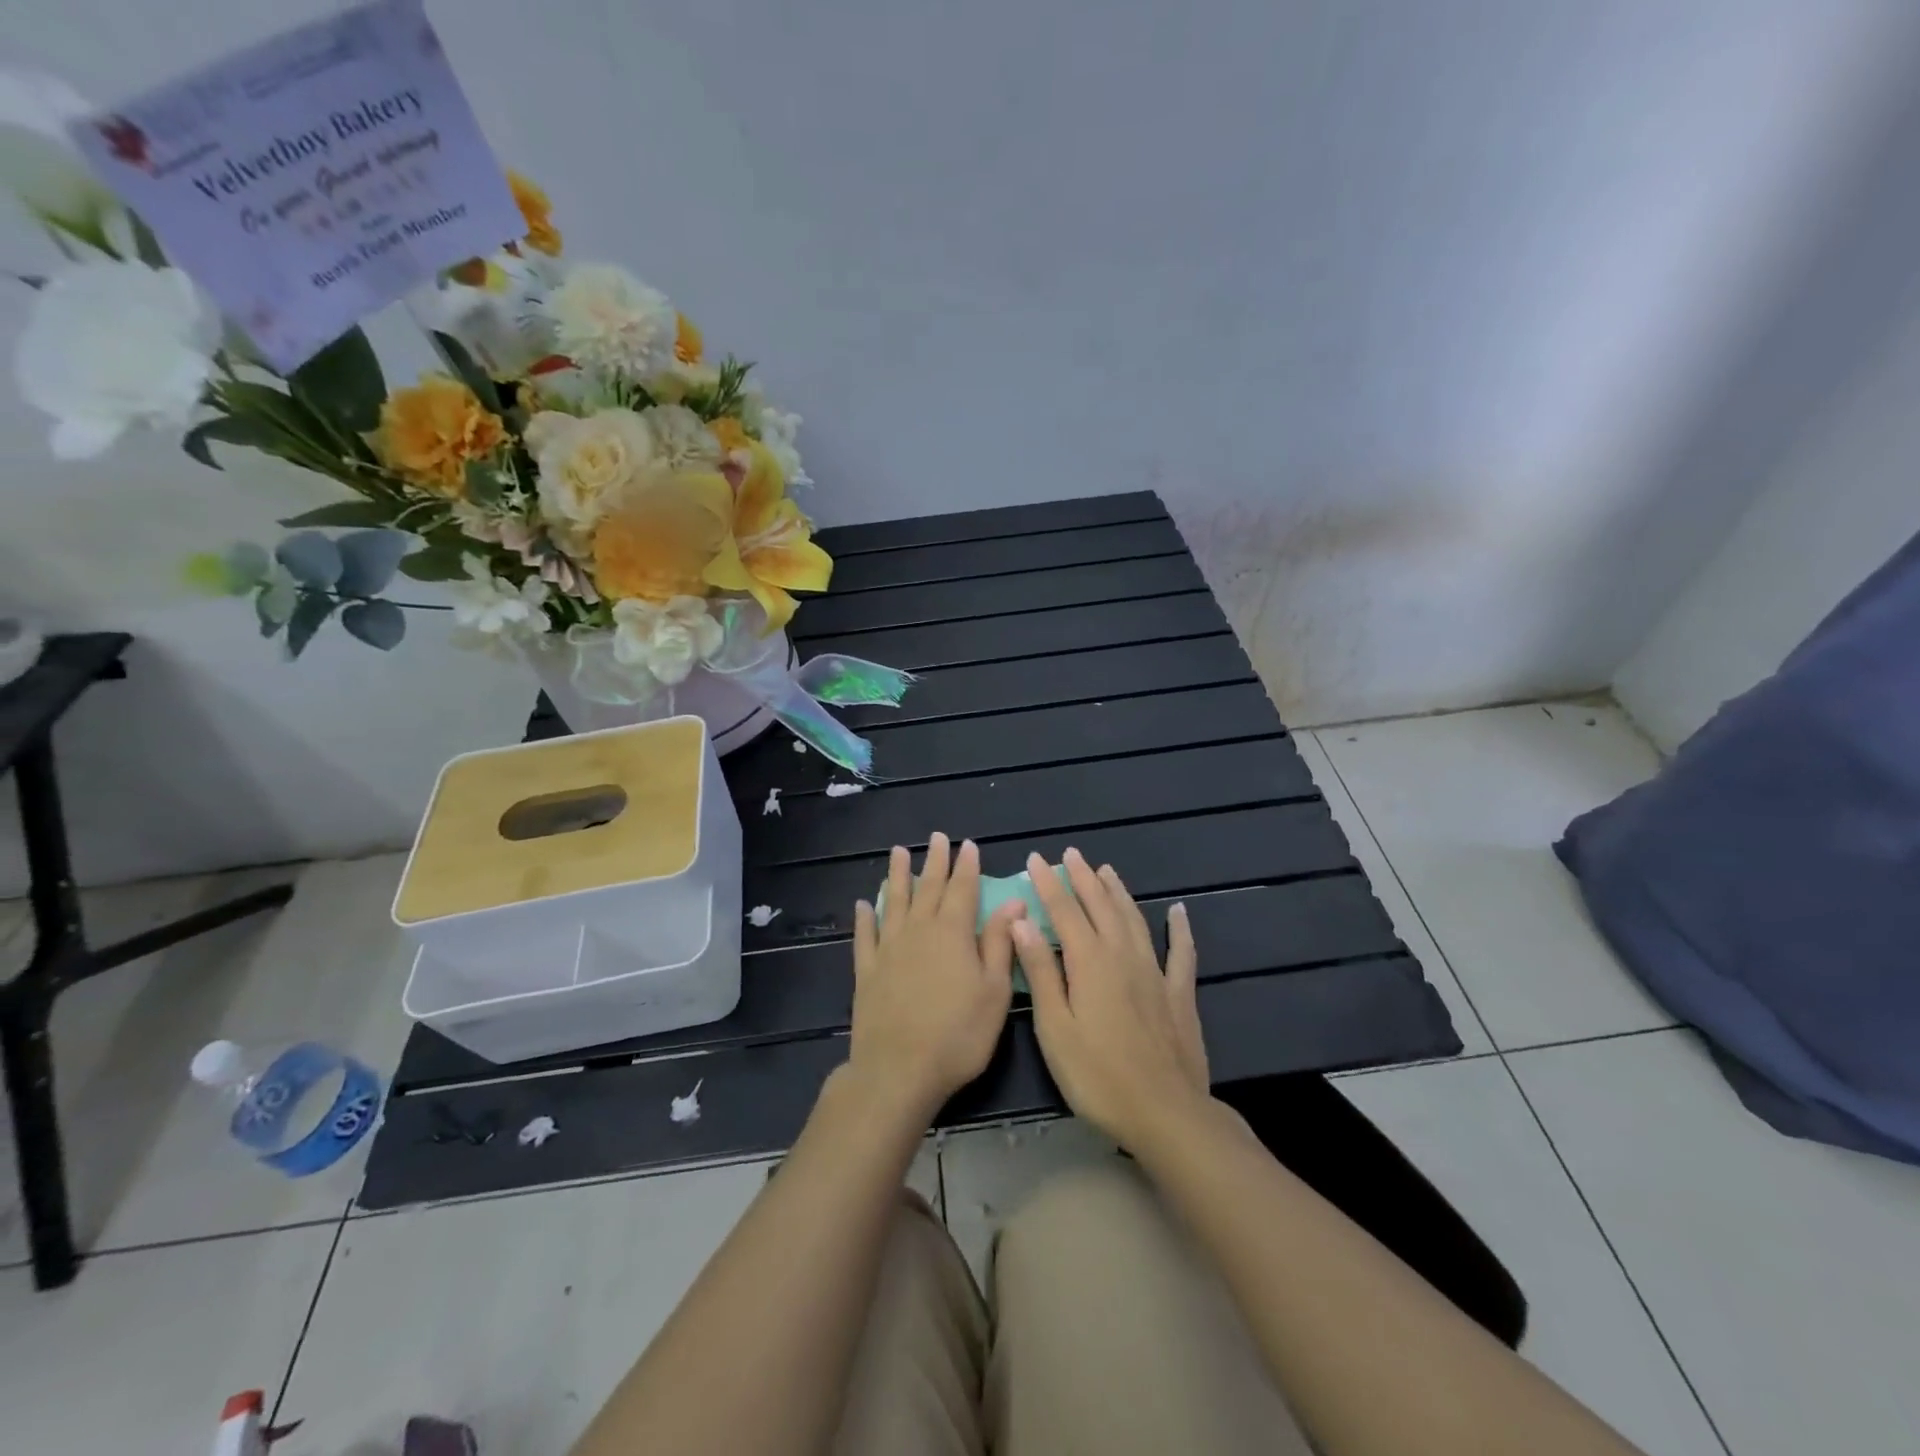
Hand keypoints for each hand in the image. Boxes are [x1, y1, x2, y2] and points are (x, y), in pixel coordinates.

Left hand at [847, 833, 1023, 1123]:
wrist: (899, 1070)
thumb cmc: (959, 1034)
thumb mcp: (994, 991)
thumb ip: (999, 942)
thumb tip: (1013, 902)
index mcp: (953, 933)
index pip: (962, 889)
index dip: (967, 866)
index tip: (968, 844)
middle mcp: (919, 931)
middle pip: (928, 888)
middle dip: (935, 861)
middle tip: (937, 838)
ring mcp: (888, 949)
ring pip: (894, 902)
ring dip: (898, 875)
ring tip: (898, 852)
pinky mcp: (866, 971)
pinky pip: (864, 936)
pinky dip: (864, 918)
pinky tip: (863, 904)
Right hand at [1013, 847, 1209, 1150]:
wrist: (1165, 1113)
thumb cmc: (1097, 1075)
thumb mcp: (1055, 1027)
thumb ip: (1041, 971)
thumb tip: (1022, 921)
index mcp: (1089, 961)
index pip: (1064, 910)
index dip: (1049, 883)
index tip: (1036, 859)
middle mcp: (1123, 955)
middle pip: (1101, 906)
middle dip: (1083, 878)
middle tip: (1071, 854)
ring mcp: (1155, 972)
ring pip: (1134, 919)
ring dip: (1118, 892)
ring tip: (1106, 871)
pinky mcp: (1179, 994)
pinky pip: (1181, 951)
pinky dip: (1179, 928)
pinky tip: (1178, 911)